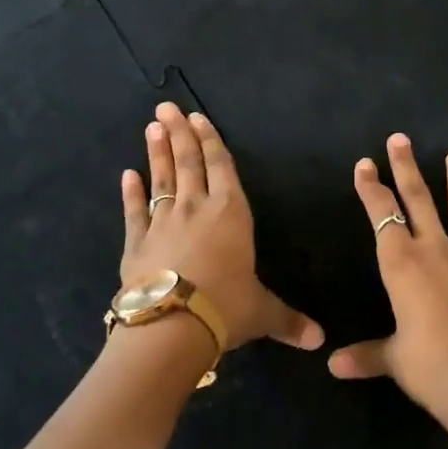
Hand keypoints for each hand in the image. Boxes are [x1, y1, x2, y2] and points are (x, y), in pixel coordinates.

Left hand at [119, 102, 324, 352]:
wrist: (172, 326)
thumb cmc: (226, 307)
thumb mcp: (262, 313)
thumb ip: (288, 320)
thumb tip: (321, 341)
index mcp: (231, 213)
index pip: (221, 167)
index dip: (210, 141)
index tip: (197, 117)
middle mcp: (196, 208)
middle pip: (188, 163)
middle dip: (179, 133)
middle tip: (166, 107)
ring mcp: (162, 223)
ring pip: (161, 180)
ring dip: (157, 153)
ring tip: (151, 127)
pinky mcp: (137, 243)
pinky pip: (134, 212)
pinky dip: (130, 193)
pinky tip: (127, 175)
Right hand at [328, 134, 447, 409]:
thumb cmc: (428, 366)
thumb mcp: (392, 359)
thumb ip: (365, 355)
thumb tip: (333, 366)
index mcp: (402, 264)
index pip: (382, 215)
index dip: (371, 188)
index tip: (364, 164)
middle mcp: (436, 252)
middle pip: (419, 200)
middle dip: (407, 168)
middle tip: (401, 138)